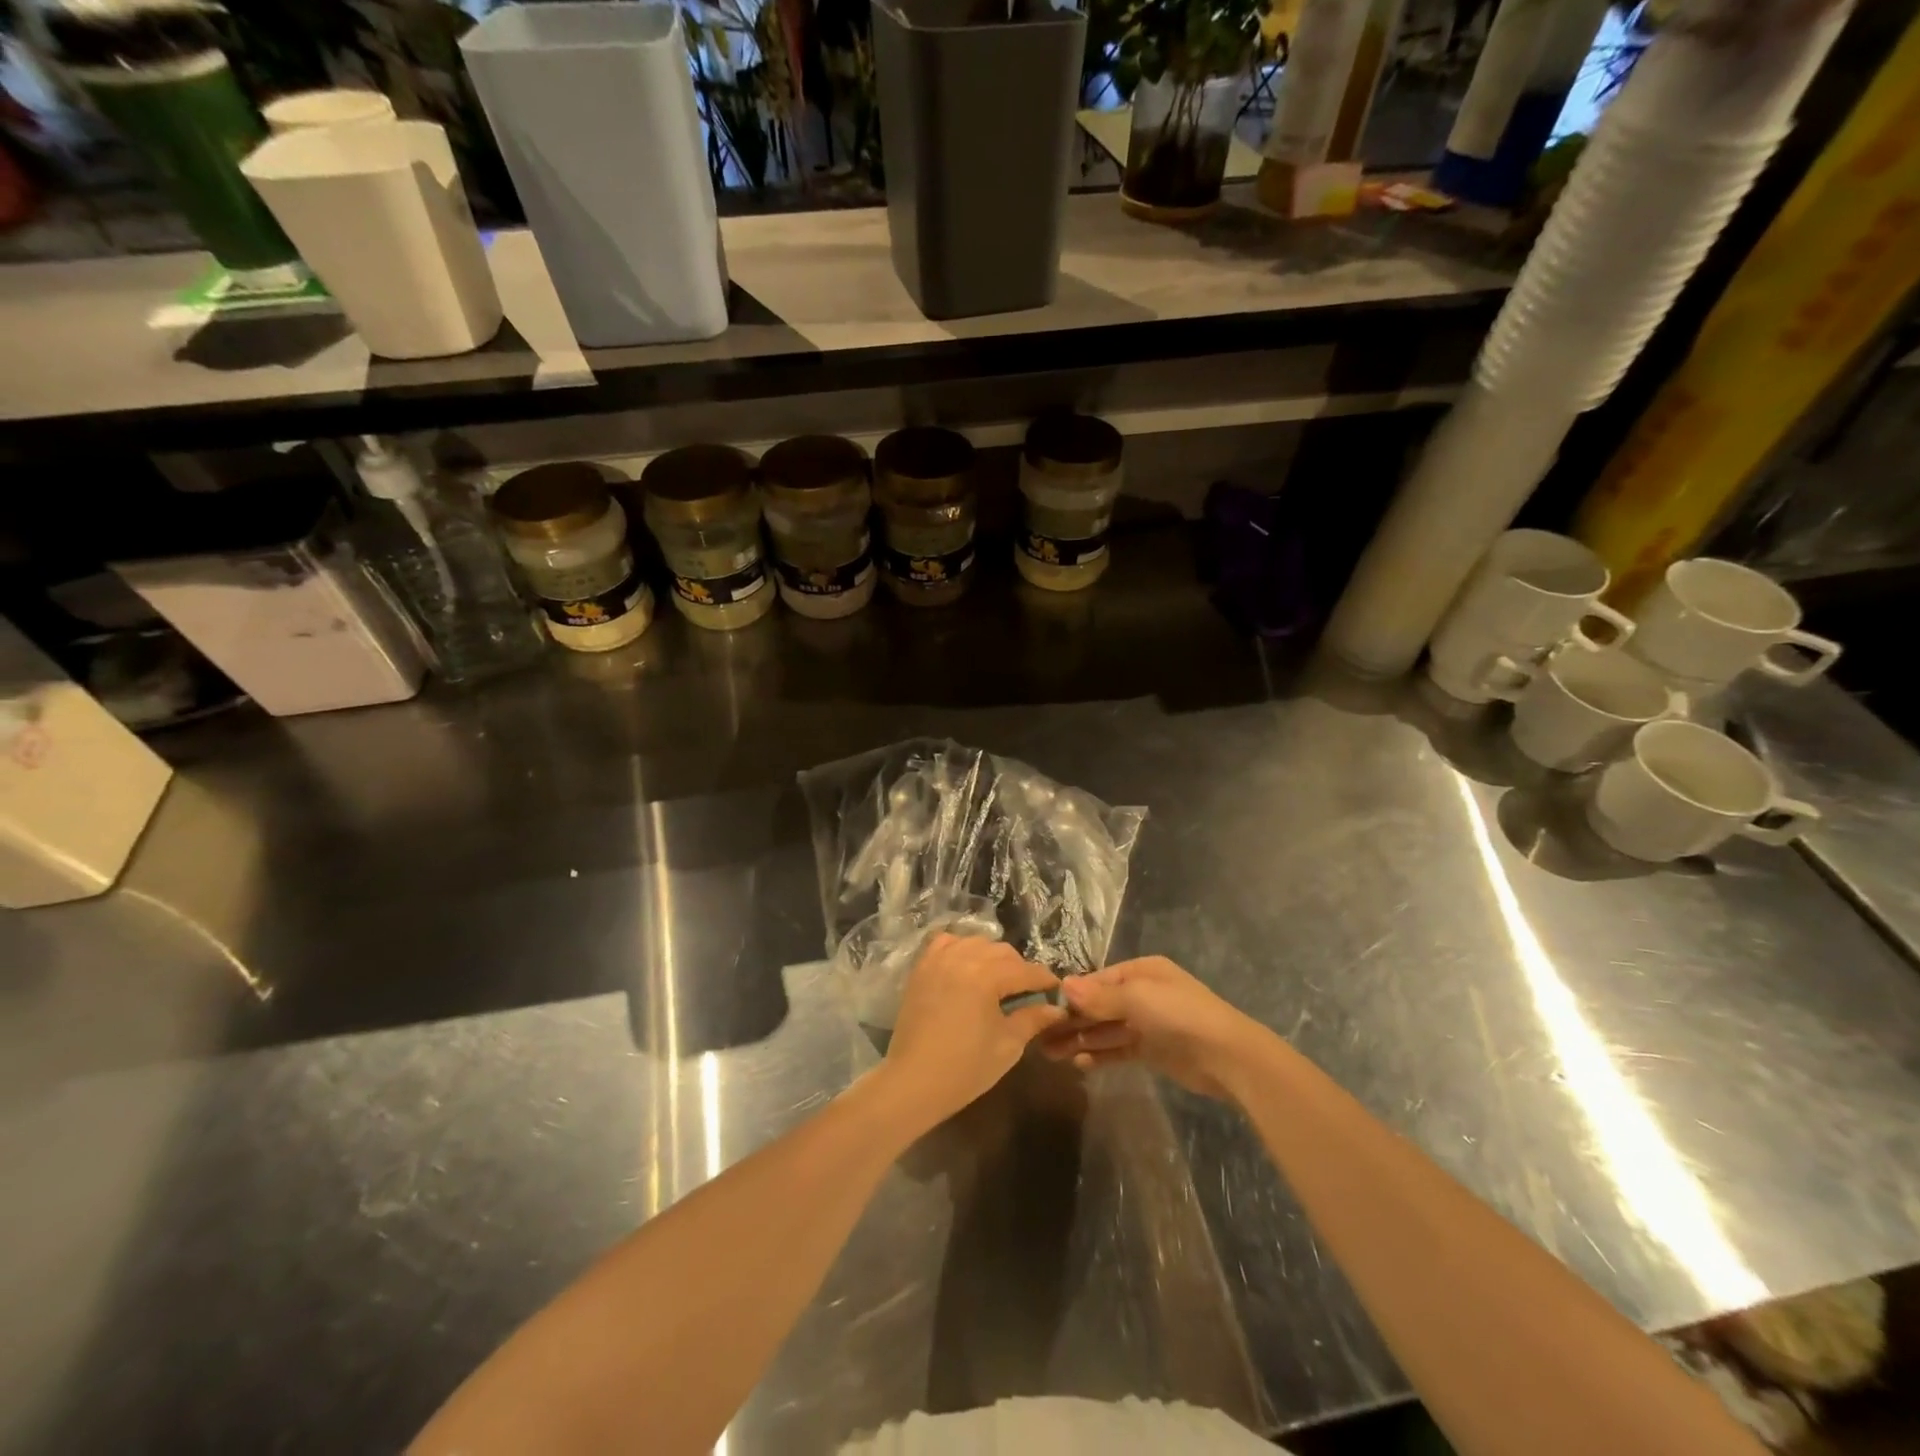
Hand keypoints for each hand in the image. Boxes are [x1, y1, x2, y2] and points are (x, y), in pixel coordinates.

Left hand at [879, 933, 1064, 1129]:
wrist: (913, 1081)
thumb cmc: (965, 1068)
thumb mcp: (1007, 1045)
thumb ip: (1033, 1019)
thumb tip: (1057, 1009)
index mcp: (987, 976)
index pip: (1025, 970)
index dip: (1044, 979)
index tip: (1056, 989)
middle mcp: (963, 957)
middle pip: (1002, 952)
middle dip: (1020, 968)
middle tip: (1028, 991)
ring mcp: (939, 959)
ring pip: (975, 943)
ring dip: (992, 957)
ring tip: (999, 979)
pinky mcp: (922, 968)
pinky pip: (946, 944)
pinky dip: (961, 948)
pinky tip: (967, 965)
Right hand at [1039, 956, 1268, 1101]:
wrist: (1226, 1056)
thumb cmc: (1179, 1014)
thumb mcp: (1137, 998)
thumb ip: (1100, 996)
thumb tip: (1063, 986)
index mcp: (1142, 972)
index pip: (1098, 980)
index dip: (1073, 995)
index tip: (1044, 1009)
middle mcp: (1143, 994)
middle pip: (1099, 1006)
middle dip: (1072, 1020)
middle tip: (1039, 1037)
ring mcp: (1148, 1023)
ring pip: (1106, 1029)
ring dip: (1080, 1040)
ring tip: (1050, 1054)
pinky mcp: (1153, 1050)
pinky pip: (1119, 1049)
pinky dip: (1100, 1055)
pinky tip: (1078, 1064)